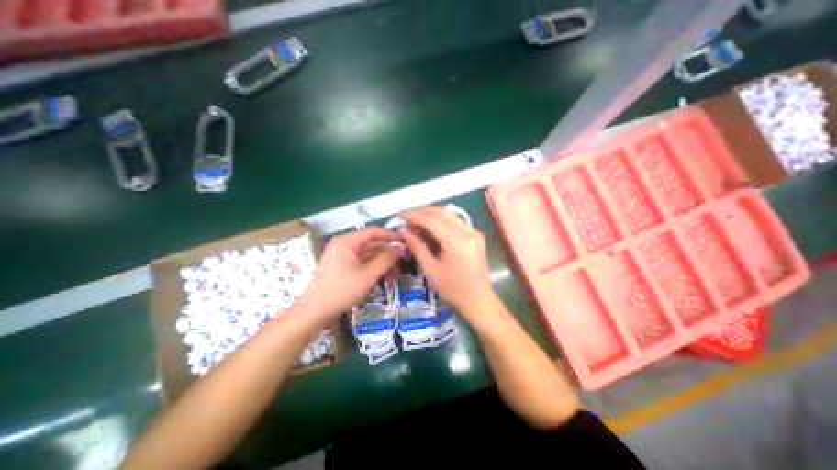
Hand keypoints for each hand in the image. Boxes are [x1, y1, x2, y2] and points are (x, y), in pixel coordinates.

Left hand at [298, 226, 398, 319]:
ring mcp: (343, 256)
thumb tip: (400, 249)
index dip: (391, 235)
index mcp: (347, 241)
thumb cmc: (341, 290)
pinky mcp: (343, 267)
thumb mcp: (368, 275)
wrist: (315, 312)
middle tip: (404, 261)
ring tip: (396, 274)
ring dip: (382, 263)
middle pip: (372, 244)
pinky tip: (384, 278)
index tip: (405, 242)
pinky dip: (373, 269)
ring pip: (368, 255)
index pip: (373, 232)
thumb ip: (386, 260)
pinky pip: (362, 263)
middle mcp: (344, 245)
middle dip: (388, 253)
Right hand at [400, 207, 495, 319]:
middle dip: (423, 212)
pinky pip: (455, 222)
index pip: (433, 221)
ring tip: (416, 222)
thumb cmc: (453, 290)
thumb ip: (417, 247)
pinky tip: (430, 228)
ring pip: (449, 215)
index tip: (401, 215)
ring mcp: (474, 233)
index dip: (415, 216)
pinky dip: (441, 222)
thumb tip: (403, 231)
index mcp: (458, 242)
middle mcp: (469, 232)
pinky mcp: (475, 236)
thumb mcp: (431, 269)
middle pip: (442, 213)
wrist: (478, 300)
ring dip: (431, 216)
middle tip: (407, 218)